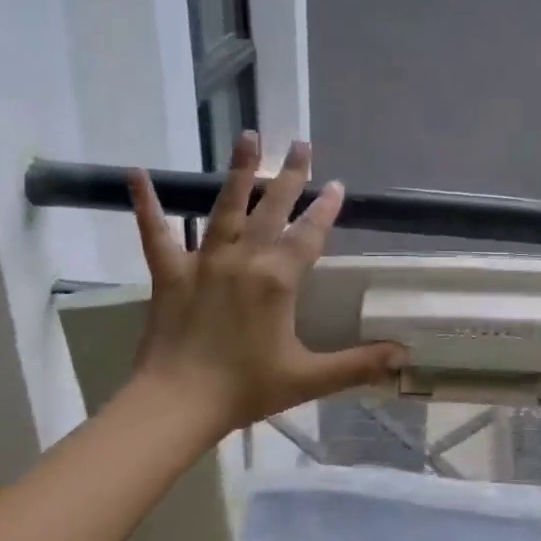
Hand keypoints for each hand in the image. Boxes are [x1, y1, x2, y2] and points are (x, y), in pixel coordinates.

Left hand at [123, 132, 406, 436]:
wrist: (177, 404)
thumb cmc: (246, 389)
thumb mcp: (310, 378)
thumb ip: (359, 364)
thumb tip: (404, 355)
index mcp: (278, 280)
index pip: (309, 234)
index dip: (326, 210)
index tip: (338, 186)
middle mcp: (244, 260)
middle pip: (272, 209)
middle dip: (291, 176)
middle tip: (301, 144)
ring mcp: (204, 262)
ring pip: (225, 207)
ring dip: (239, 171)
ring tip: (248, 136)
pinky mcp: (169, 273)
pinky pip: (156, 234)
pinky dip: (146, 204)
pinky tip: (136, 173)